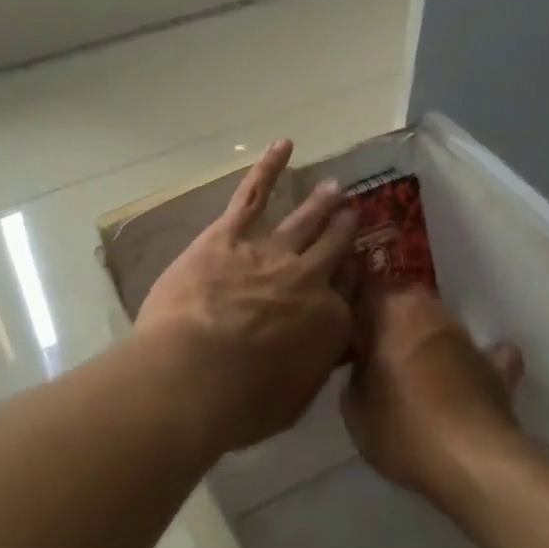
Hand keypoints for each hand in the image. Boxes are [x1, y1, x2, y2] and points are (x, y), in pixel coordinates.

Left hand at [136, 139, 357, 453]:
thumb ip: (312, 369)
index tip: (352, 286)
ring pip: (304, 221)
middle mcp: (309, 279)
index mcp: (330, 323)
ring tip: (334, 188)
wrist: (195, 373)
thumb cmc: (242, 403)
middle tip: (353, 218)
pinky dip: (269, 167)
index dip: (349, 293)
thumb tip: (320, 353)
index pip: (348, 303)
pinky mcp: (229, 235)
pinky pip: (254, 193)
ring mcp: (271, 251)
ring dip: (321, 203)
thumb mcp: (294, 400)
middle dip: (345, 234)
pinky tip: (283, 144)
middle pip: (334, 250)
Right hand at [344, 286, 526, 507]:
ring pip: (439, 326)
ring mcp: (468, 339)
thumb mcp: (353, 406)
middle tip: (371, 350)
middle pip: (404, 302)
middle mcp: (432, 312)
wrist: (473, 463)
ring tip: (411, 372)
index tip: (341, 329)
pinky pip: (484, 356)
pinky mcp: (497, 369)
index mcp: (393, 310)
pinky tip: (468, 377)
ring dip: (425, 340)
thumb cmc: (403, 427)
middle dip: (387, 320)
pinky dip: (474, 362)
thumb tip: (363, 366)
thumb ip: (354, 374)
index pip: (365, 287)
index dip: (352, 306)